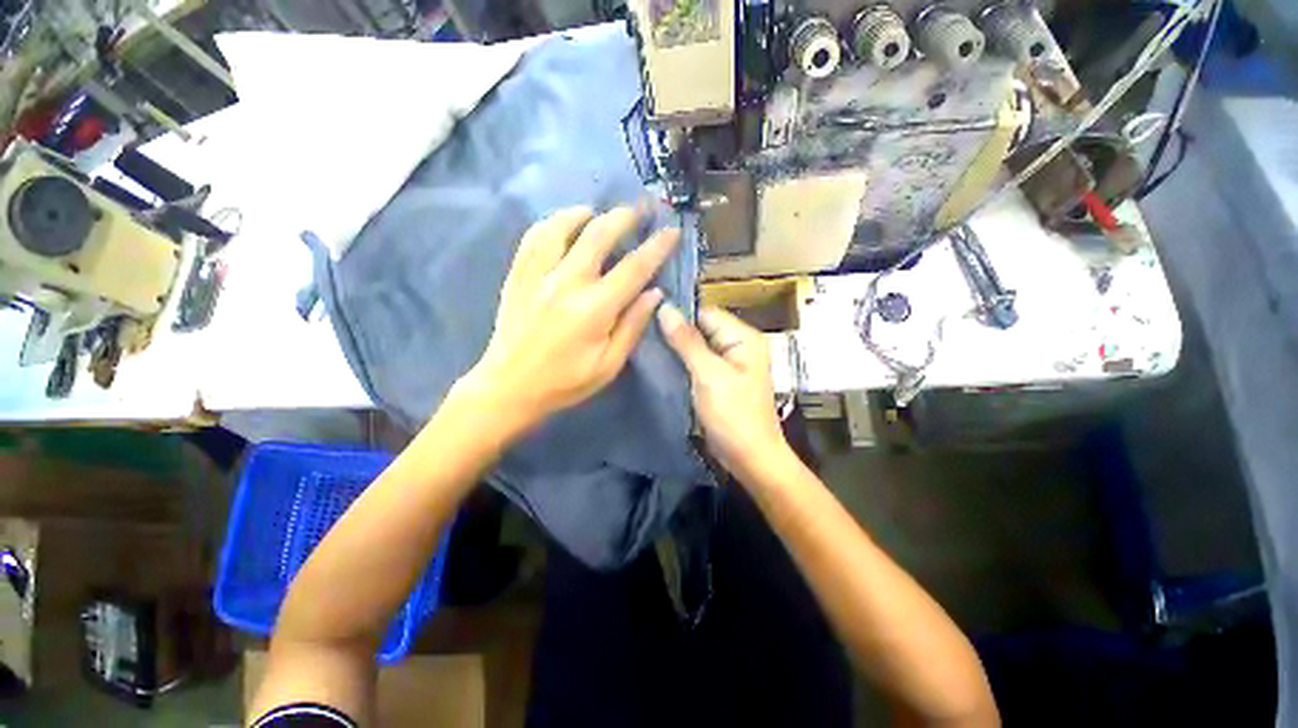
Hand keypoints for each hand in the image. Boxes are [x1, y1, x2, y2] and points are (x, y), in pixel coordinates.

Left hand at [459, 206, 679, 433]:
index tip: (671, 231)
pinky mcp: (518, 275)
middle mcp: (567, 283)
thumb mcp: (609, 365)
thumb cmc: (565, 382)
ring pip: (563, 227)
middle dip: (624, 217)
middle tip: (640, 209)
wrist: (509, 387)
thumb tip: (655, 294)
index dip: (656, 247)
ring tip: (599, 212)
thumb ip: (632, 326)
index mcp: (595, 309)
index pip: (634, 268)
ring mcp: (538, 275)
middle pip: (599, 235)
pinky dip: (552, 223)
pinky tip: (563, 223)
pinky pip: (534, 236)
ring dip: (586, 214)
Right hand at [657, 303, 791, 482]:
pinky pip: (697, 363)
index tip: (647, 313)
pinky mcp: (719, 380)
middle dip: (674, 330)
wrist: (750, 458)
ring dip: (675, 347)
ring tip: (643, 343)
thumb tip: (665, 308)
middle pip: (701, 328)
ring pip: (696, 346)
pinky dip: (681, 362)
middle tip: (640, 331)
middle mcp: (737, 345)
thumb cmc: (733, 415)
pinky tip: (658, 361)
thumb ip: (687, 341)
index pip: (705, 312)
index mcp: (743, 337)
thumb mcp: (709, 375)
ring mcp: (728, 363)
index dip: (678, 312)